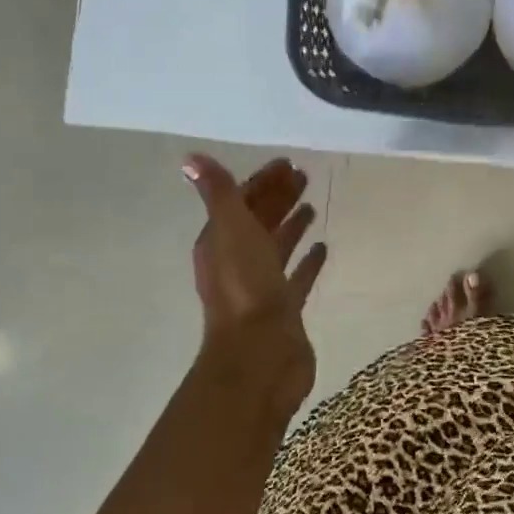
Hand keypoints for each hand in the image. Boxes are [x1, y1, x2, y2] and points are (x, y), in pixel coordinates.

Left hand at [183, 155, 327, 405]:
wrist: (261, 354)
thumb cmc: (245, 287)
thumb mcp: (230, 230)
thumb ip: (219, 194)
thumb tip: (190, 159)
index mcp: (220, 242)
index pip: (240, 201)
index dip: (262, 181)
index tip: (287, 163)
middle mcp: (237, 262)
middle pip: (259, 221)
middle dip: (278, 198)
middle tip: (305, 176)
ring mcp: (261, 286)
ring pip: (277, 247)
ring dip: (292, 226)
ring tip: (312, 206)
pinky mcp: (285, 308)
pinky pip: (296, 277)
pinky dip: (307, 261)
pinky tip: (323, 248)